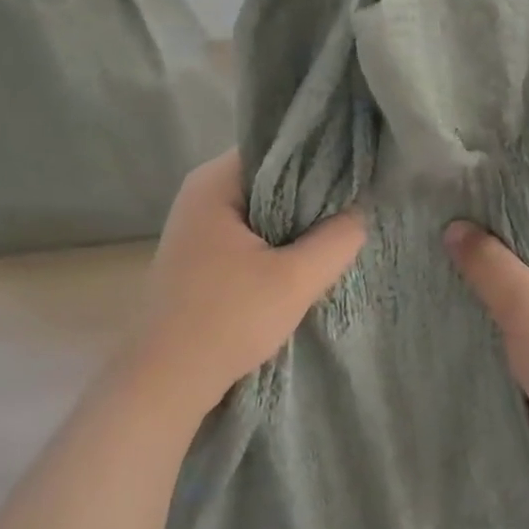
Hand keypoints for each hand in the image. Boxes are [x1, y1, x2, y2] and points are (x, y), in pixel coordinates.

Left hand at [130, 152, 365, 417]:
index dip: (320, 159)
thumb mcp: (296, 279)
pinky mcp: (201, 255)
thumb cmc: (228, 320)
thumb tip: (361, 213)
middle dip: (311, 194)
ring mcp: (198, 225)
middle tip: (353, 209)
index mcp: (214, 183)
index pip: (278, 148)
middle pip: (271, 178)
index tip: (357, 177)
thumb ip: (337, 239)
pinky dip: (277, 241)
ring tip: (336, 234)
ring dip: (296, 223)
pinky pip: (250, 232)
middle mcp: (201, 194)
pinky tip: (304, 259)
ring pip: (262, 208)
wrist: (167, 381)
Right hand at [444, 212, 528, 487]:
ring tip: (425, 264)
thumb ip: (488, 262)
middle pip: (522, 246)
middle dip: (479, 245)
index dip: (493, 204)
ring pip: (514, 284)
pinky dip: (485, 313)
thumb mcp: (528, 304)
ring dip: (479, 284)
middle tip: (426, 233)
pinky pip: (512, 316)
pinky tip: (444, 305)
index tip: (446, 201)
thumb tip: (453, 227)